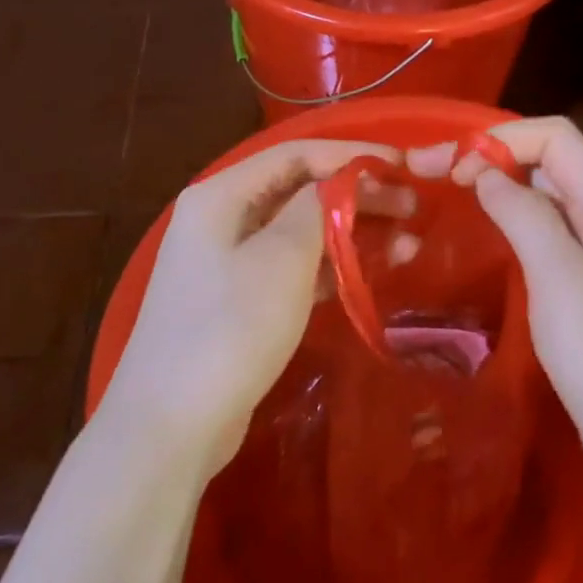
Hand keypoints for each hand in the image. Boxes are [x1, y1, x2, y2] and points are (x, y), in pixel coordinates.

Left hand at [101, 139, 413, 473]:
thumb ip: (317, 208)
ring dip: (352, 233)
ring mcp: (228, 261)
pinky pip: (293, 267)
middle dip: (358, 196)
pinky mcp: (239, 300)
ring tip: (407, 246)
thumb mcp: (282, 259)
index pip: (296, 154)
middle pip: (300, 191)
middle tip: (413, 208)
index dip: (352, 155)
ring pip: (301, 231)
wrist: (170, 427)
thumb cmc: (229, 329)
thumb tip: (340, 181)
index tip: (402, 164)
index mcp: (222, 194)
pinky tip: (370, 275)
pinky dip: (331, 267)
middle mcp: (222, 218)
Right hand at [410, 117, 582, 491]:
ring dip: (500, 188)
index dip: (503, 139)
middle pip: (550, 161)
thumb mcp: (560, 278)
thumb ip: (524, 215)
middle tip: (434, 177)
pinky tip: (489, 240)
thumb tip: (485, 171)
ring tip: (453, 201)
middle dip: (493, 157)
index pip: (556, 137)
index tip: (454, 171)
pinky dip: (513, 223)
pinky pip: (547, 234)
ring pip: (546, 198)